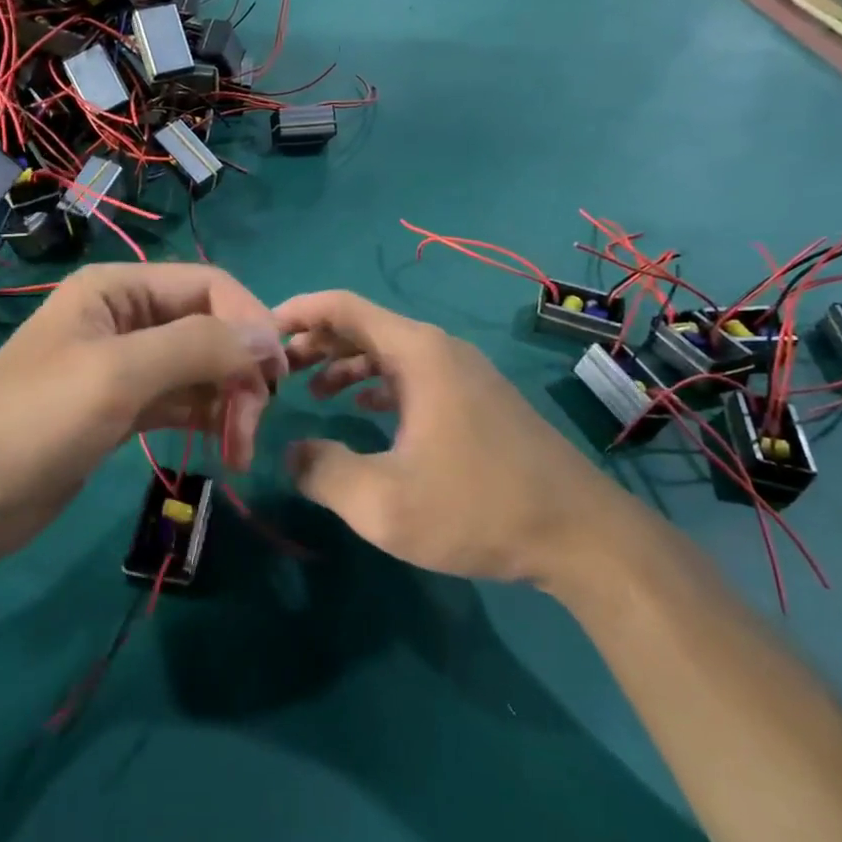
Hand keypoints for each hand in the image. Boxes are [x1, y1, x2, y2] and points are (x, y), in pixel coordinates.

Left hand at [0, 264, 286, 581]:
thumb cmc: (34, 422)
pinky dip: (206, 417)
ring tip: (238, 451)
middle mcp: (125, 317)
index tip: (276, 378)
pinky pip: (181, 400)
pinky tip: (223, 446)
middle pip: (210, 328)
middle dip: (239, 373)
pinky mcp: (122, 408)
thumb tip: (268, 337)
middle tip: (249, 432)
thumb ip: (197, 346)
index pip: (210, 286)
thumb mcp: (118, 374)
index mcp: (119, 288)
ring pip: (200, 368)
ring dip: (228, 402)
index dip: (250, 323)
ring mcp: (124, 365)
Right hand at [274, 291, 615, 585]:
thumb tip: (291, 452)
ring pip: (389, 351)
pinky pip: (413, 374)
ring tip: (309, 391)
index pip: (344, 307)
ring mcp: (463, 373)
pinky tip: (364, 408)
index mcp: (417, 353)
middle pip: (364, 325)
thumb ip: (322, 472)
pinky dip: (377, 382)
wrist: (581, 534)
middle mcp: (440, 349)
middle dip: (315, 341)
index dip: (297, 312)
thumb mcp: (383, 502)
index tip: (260, 332)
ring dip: (345, 363)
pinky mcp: (477, 399)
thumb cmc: (477, 508)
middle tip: (276, 369)